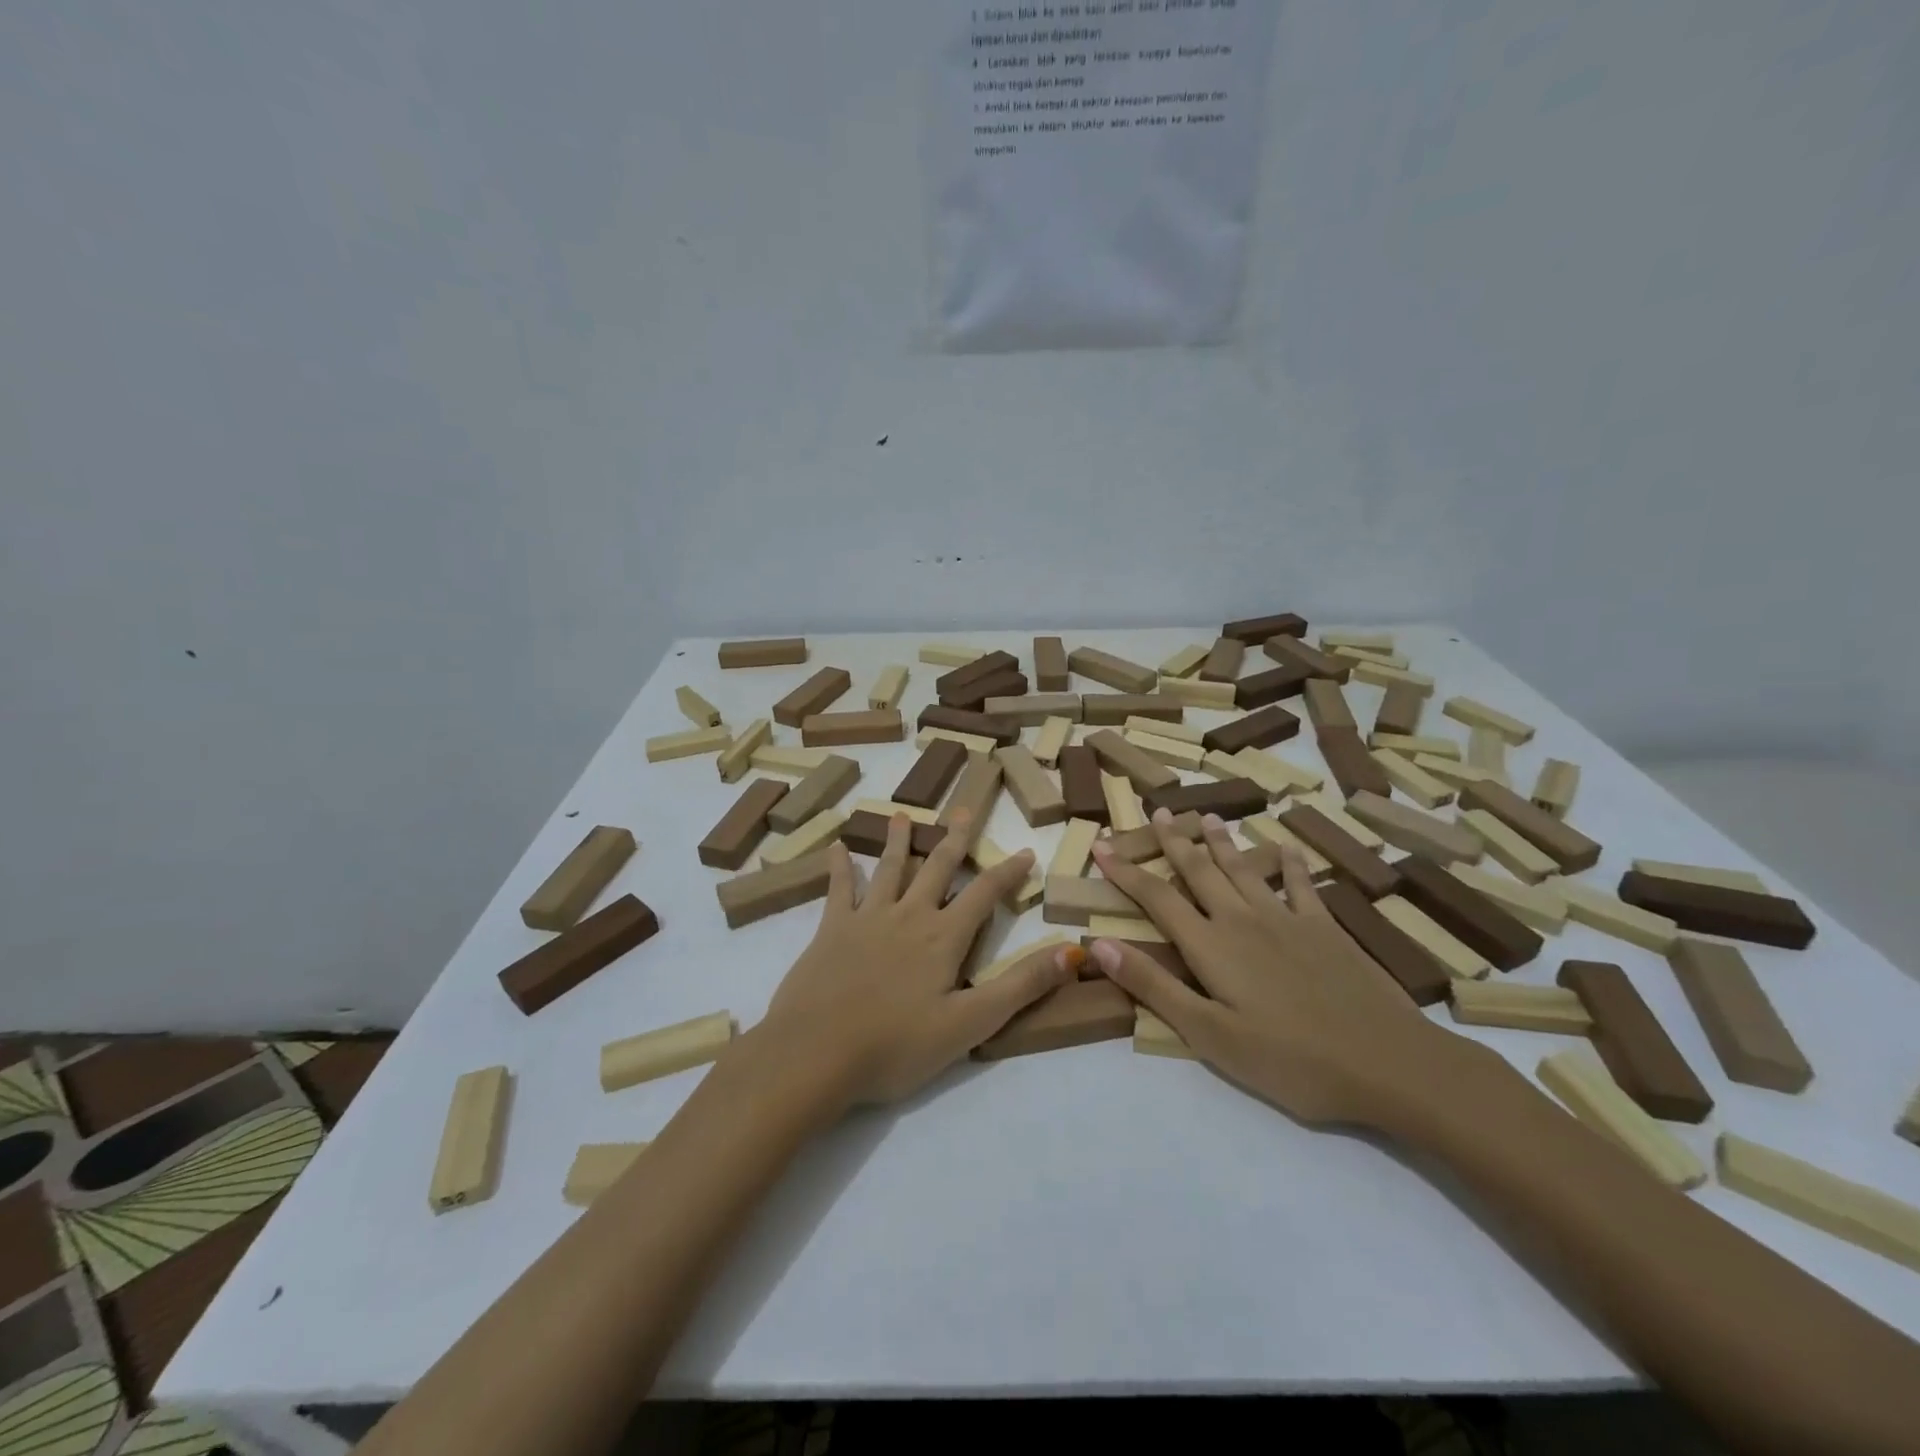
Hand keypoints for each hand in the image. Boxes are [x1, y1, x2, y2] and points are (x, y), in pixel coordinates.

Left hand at [757, 811, 1076, 1106]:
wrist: (815, 1053)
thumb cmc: (896, 1047)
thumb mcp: (970, 1024)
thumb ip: (1021, 986)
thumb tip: (1072, 952)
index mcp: (943, 938)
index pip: (984, 895)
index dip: (1007, 873)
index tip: (1025, 851)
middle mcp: (908, 916)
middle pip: (937, 869)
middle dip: (954, 840)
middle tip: (963, 811)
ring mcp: (866, 918)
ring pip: (889, 869)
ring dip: (900, 842)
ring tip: (904, 816)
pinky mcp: (831, 929)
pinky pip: (839, 889)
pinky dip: (840, 867)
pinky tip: (836, 847)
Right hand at [1088, 810, 1455, 1126]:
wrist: (1387, 1063)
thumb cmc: (1290, 1060)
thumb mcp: (1209, 1034)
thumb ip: (1154, 986)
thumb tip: (1099, 944)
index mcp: (1211, 946)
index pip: (1157, 898)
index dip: (1125, 871)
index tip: (1101, 846)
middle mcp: (1243, 920)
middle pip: (1200, 871)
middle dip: (1175, 841)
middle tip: (1160, 811)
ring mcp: (1288, 919)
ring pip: (1245, 869)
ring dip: (1223, 842)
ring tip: (1209, 817)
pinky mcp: (1326, 929)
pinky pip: (1303, 884)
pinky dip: (1292, 862)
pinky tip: (1288, 847)